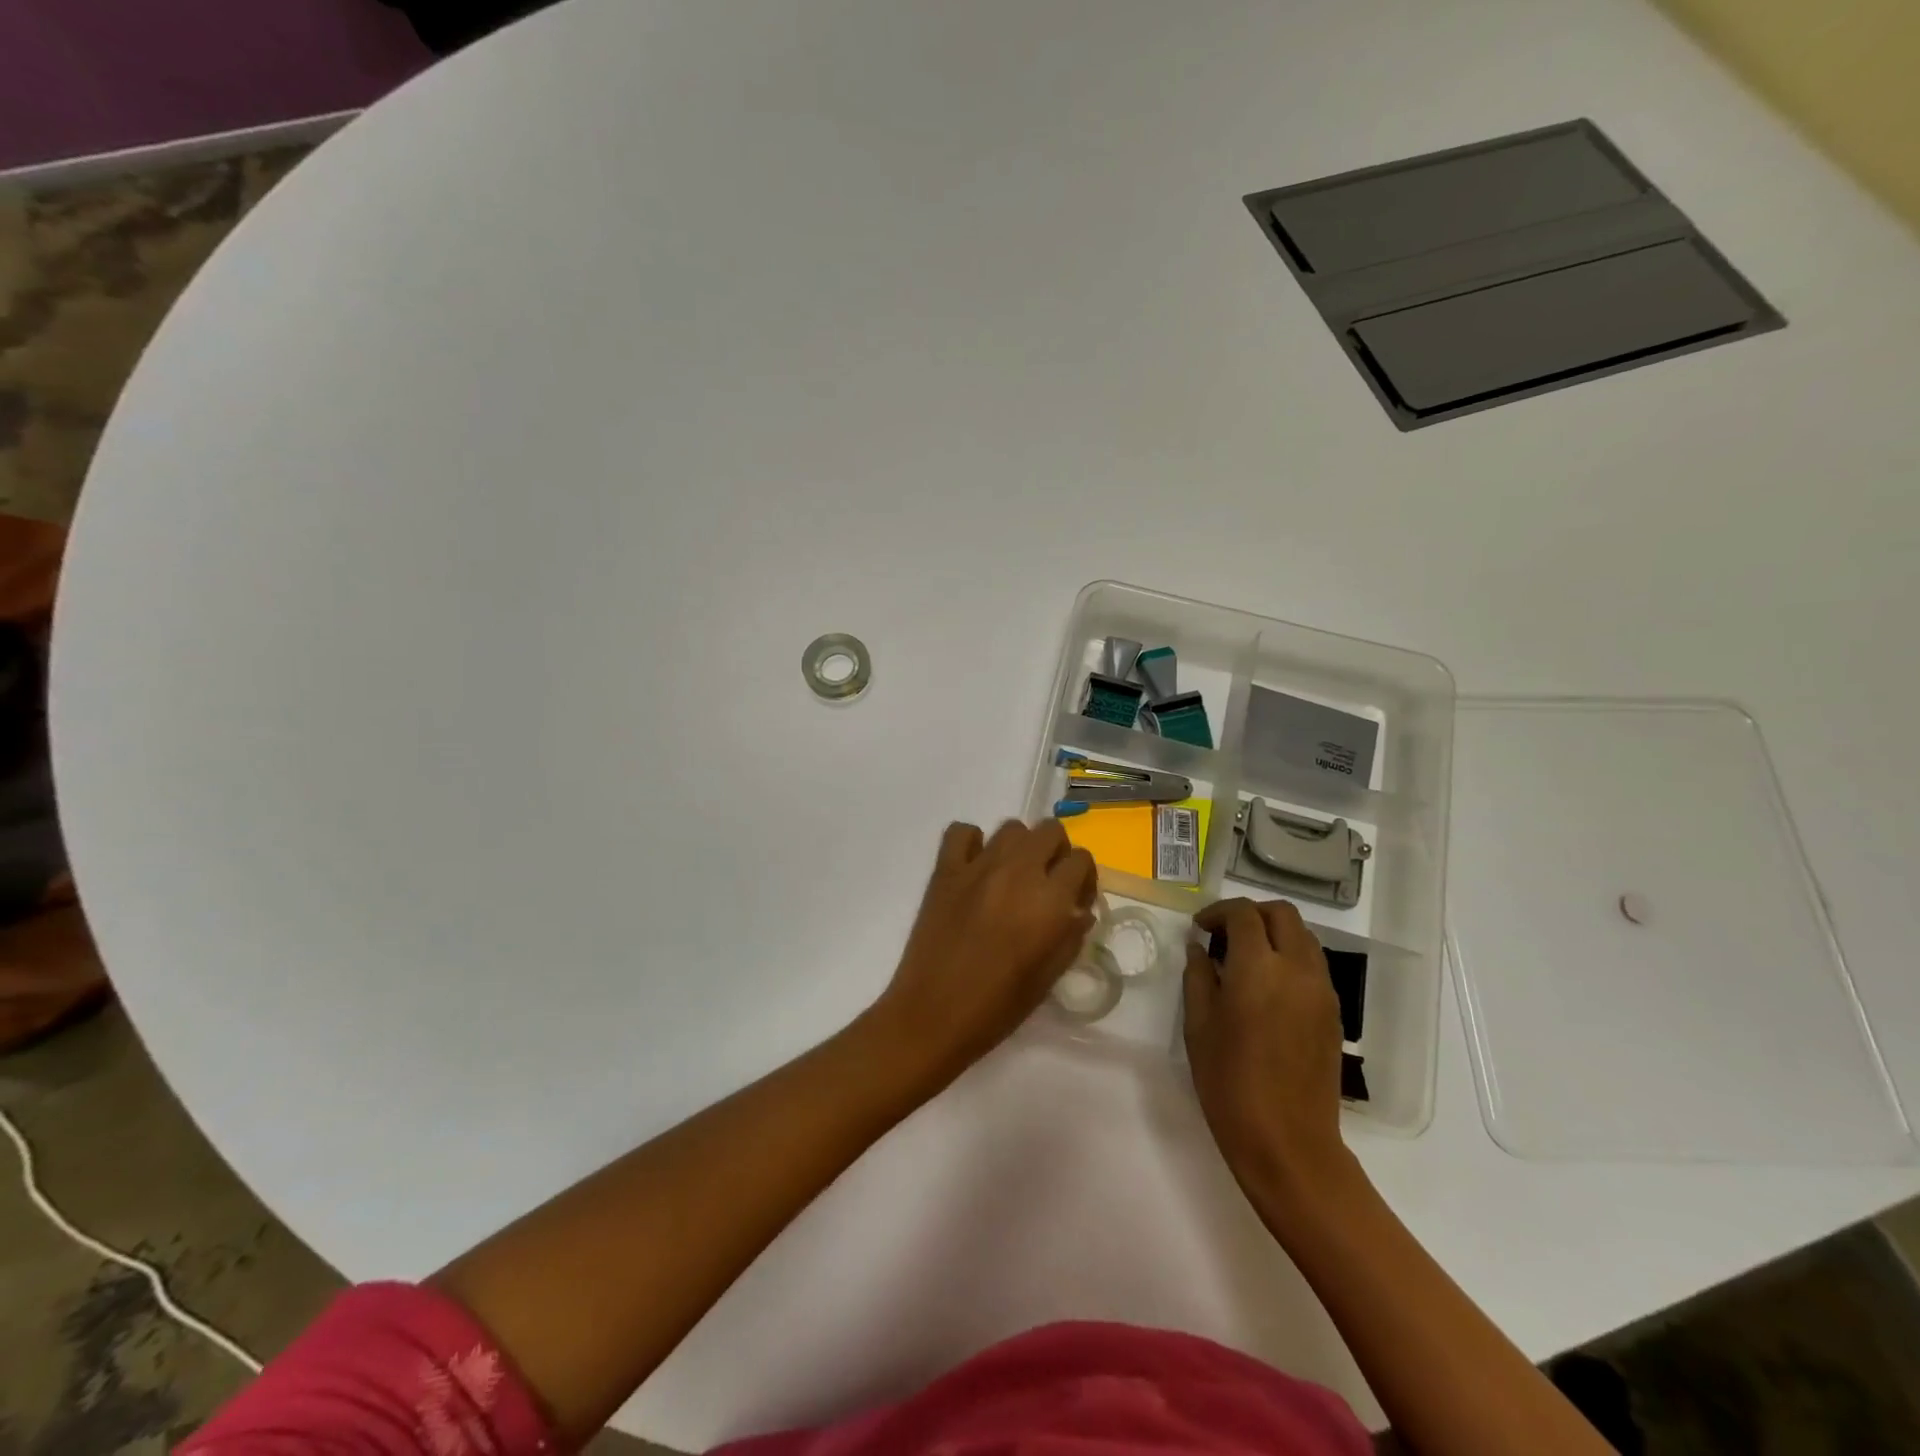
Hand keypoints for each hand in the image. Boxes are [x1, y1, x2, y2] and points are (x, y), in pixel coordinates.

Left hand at [871, 819, 1097, 1085]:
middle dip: (1056, 853)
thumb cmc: (997, 1006)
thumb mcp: (1049, 976)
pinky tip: (975, 867)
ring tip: (1012, 877)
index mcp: (1049, 900)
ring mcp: (978, 865)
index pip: (1081, 860)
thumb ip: (1070, 936)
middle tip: (1047, 884)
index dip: (1084, 879)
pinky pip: (961, 832)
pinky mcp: (945, 869)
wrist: (933, 1014)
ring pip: (1011, 828)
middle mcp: (1018, 871)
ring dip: (1020, 847)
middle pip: (1050, 831)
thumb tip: (1078, 911)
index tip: (1075, 902)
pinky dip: (972, 842)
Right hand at [1185, 898, 1351, 1204]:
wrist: (1288, 1142)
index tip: (1199, 929)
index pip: (1244, 914)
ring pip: (1303, 937)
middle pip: (1282, 913)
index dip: (1218, 913)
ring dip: (1273, 934)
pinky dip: (1289, 957)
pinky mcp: (1333, 1013)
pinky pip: (1313, 965)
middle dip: (1251, 914)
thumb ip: (1198, 977)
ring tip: (1244, 960)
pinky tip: (1266, 987)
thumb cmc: (1229, 1082)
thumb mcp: (1198, 1026)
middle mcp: (1297, 969)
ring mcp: (1322, 991)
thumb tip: (1199, 949)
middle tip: (1224, 935)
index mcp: (1259, 968)